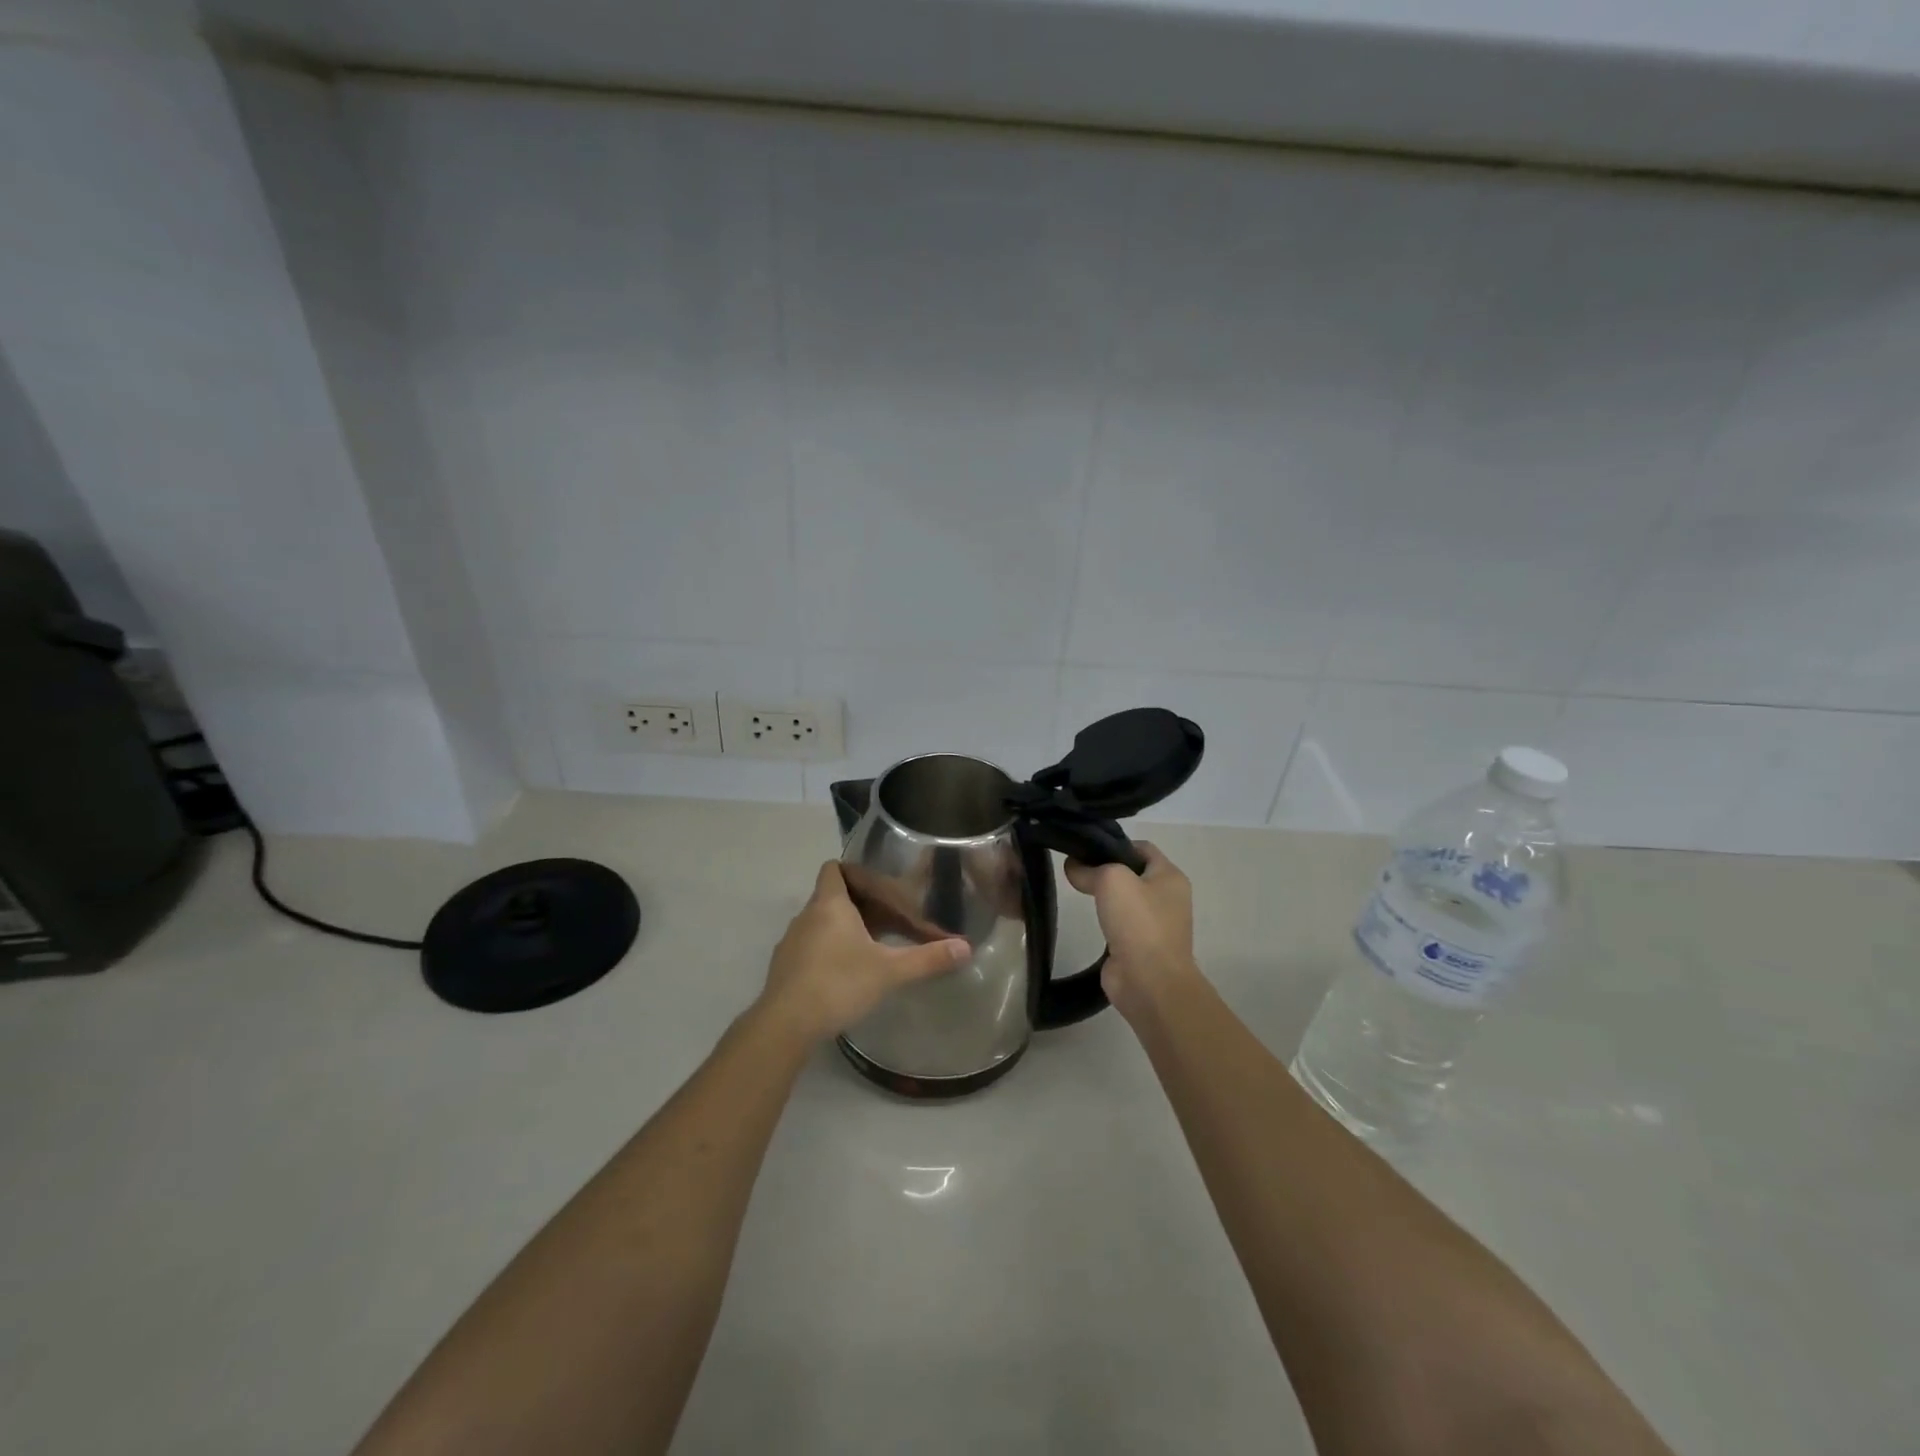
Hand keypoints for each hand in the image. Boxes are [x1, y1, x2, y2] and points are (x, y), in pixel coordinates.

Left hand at [756, 862, 970, 1042]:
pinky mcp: (784, 967)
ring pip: (820, 923)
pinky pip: (809, 947)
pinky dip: (827, 952)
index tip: (878, 887)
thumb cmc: (838, 984)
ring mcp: (791, 942)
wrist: (786, 1024)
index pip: (834, 868)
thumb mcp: (890, 971)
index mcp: (829, 904)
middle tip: (887, 922)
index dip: (853, 871)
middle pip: (830, 896)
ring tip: (870, 949)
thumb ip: (927, 958)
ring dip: (842, 930)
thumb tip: (966, 948)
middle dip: (858, 905)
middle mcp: (806, 916)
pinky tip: (845, 975)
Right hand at [1064, 841, 1200, 1020]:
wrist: (1149, 982)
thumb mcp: (1112, 880)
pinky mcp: (1140, 946)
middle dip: (1105, 868)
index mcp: (1170, 876)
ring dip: (1104, 896)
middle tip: (1075, 867)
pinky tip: (1086, 917)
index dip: (1114, 843)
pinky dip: (1104, 919)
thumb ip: (1089, 868)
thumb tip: (1073, 867)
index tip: (1085, 847)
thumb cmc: (1138, 923)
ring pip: (1125, 899)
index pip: (1141, 847)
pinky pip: (1120, 923)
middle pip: (1132, 872)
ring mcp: (1155, 924)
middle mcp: (1167, 898)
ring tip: (1076, 889)